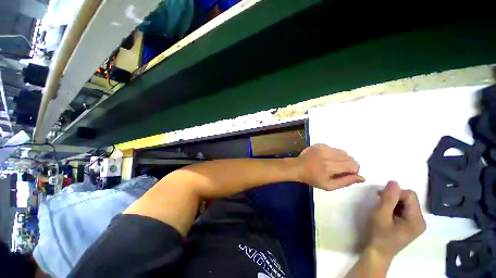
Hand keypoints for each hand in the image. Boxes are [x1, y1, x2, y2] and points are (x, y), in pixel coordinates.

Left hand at [295, 144, 363, 190]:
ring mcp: (323, 147)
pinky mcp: (320, 144)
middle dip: (348, 165)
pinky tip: (325, 158)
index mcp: (330, 166)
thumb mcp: (329, 186)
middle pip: (349, 157)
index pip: (353, 165)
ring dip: (341, 159)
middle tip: (337, 170)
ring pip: (342, 152)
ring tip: (331, 164)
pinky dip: (334, 154)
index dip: (353, 171)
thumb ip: (346, 181)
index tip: (345, 174)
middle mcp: (328, 154)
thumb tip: (362, 177)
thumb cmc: (312, 178)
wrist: (298, 167)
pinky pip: (334, 148)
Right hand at [366, 181, 425, 260]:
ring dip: (393, 202)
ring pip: (406, 203)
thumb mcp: (381, 214)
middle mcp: (421, 220)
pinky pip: (405, 208)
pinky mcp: (411, 224)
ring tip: (383, 208)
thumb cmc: (379, 234)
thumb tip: (394, 181)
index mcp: (417, 220)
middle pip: (410, 199)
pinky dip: (395, 207)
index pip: (410, 196)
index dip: (395, 193)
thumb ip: (388, 198)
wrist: (378, 252)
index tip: (380, 196)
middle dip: (394, 197)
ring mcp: (416, 223)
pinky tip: (387, 213)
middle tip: (380, 202)